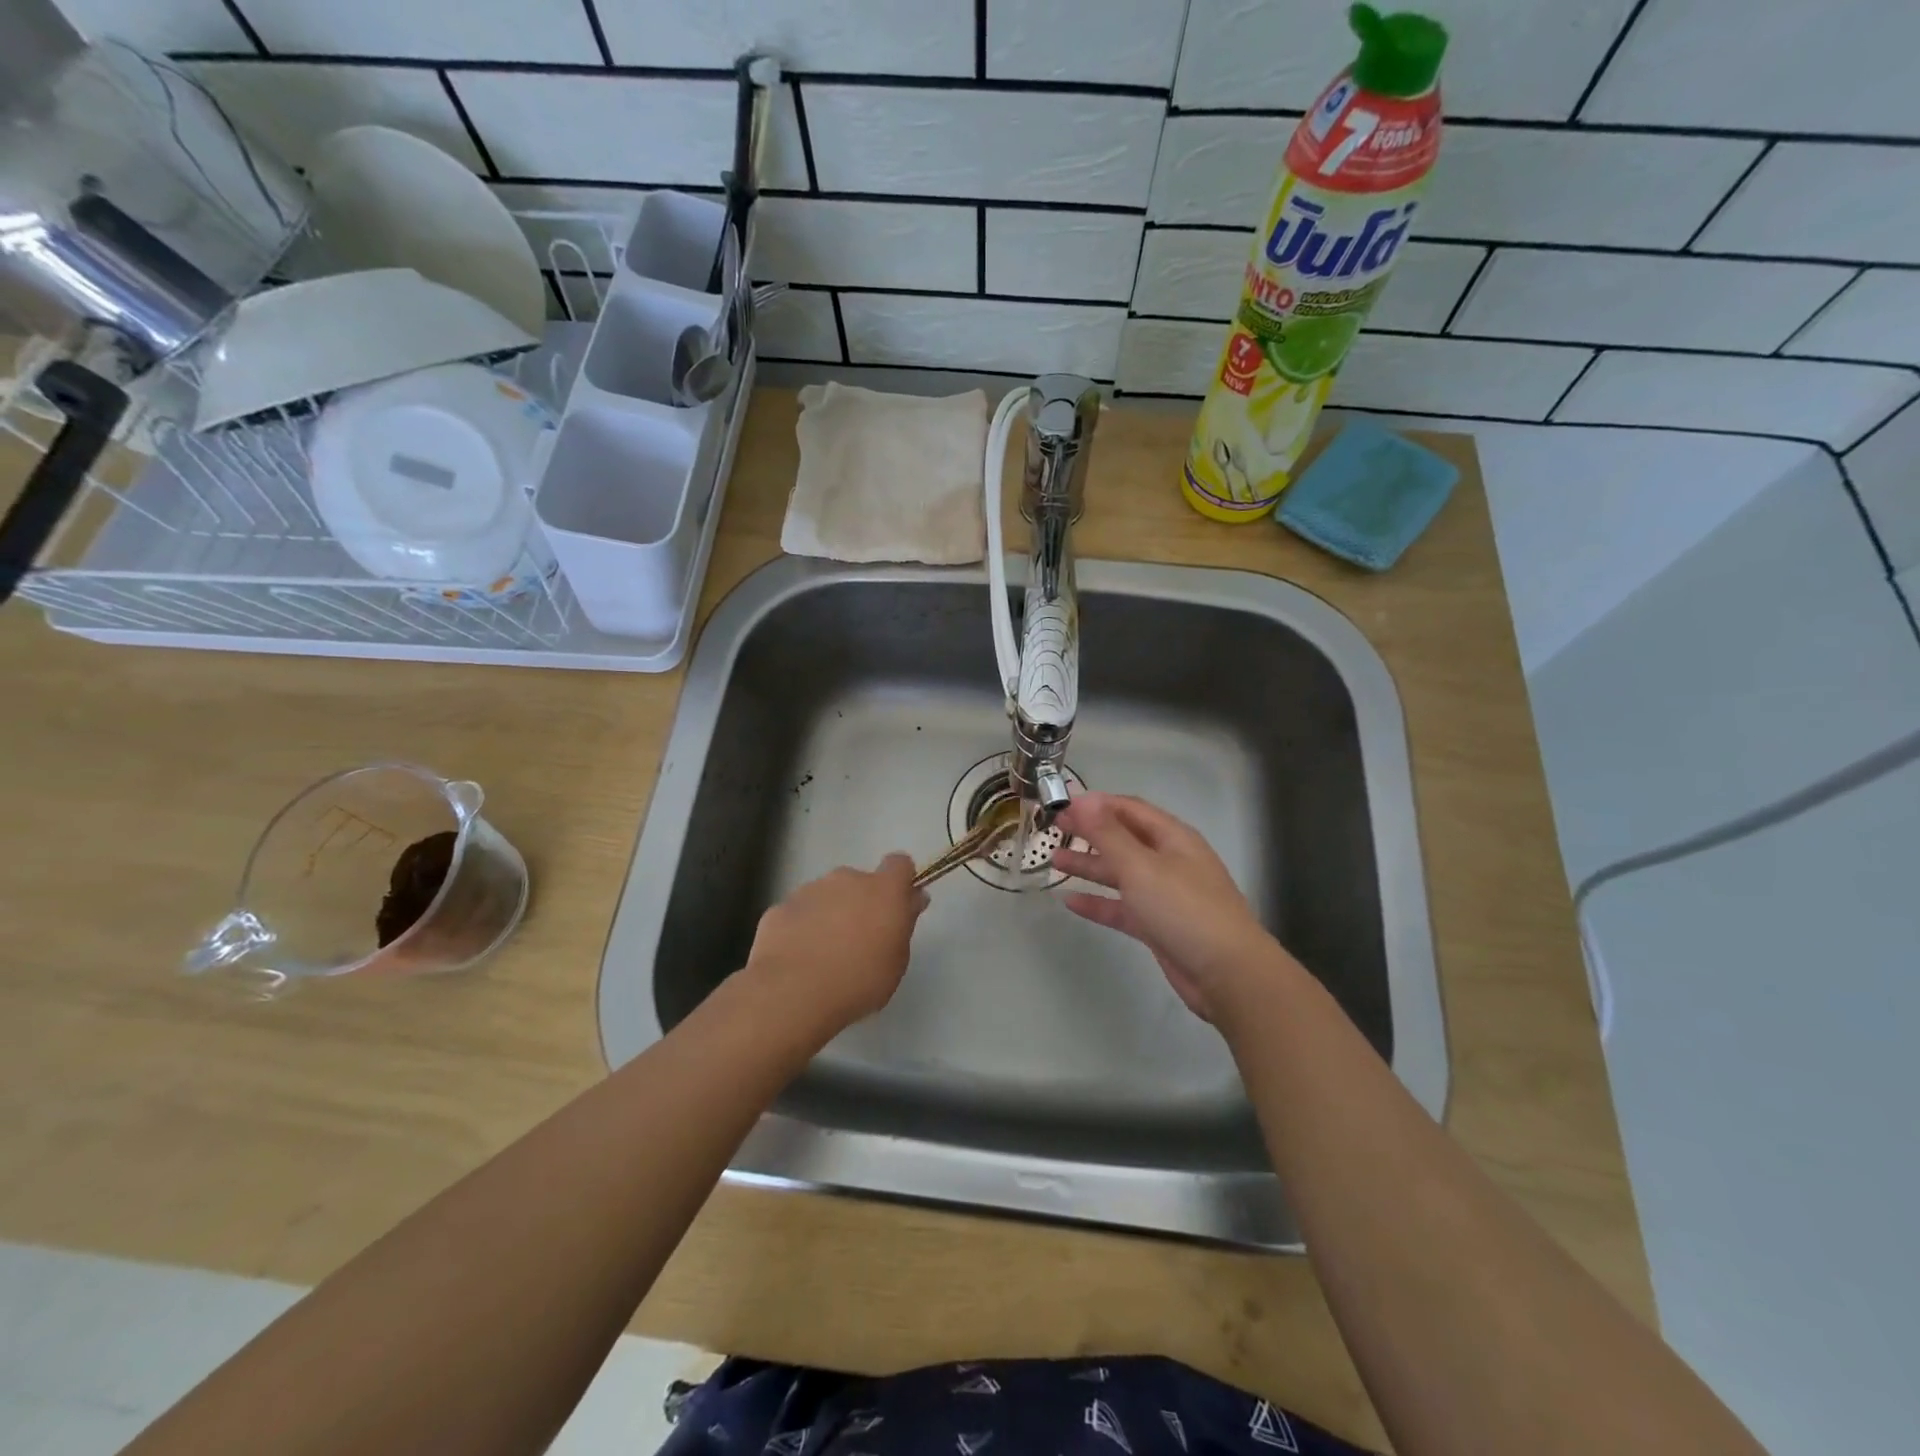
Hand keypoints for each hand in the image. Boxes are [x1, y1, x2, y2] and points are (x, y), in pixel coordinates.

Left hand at [743, 854, 927, 1035]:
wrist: (793, 993)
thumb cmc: (860, 980)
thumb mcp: (897, 960)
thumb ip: (904, 923)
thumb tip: (911, 899)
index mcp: (883, 889)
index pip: (899, 864)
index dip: (900, 880)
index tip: (897, 905)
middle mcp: (846, 879)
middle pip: (858, 881)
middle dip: (860, 902)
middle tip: (858, 940)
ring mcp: (809, 890)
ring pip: (826, 896)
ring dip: (829, 915)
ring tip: (823, 955)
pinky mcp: (779, 908)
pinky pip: (798, 913)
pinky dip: (800, 929)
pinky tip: (797, 959)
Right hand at [1052, 794, 1281, 1021]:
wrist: (1226, 973)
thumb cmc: (1183, 909)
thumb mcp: (1141, 866)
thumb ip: (1107, 834)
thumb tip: (1081, 799)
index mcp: (1172, 838)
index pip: (1129, 809)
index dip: (1096, 804)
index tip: (1061, 805)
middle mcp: (1169, 860)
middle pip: (1123, 839)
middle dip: (1089, 832)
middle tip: (1053, 830)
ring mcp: (1164, 894)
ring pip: (1121, 873)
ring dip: (1089, 866)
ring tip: (1054, 861)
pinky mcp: (1158, 925)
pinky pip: (1122, 907)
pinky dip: (1098, 902)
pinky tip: (1070, 902)